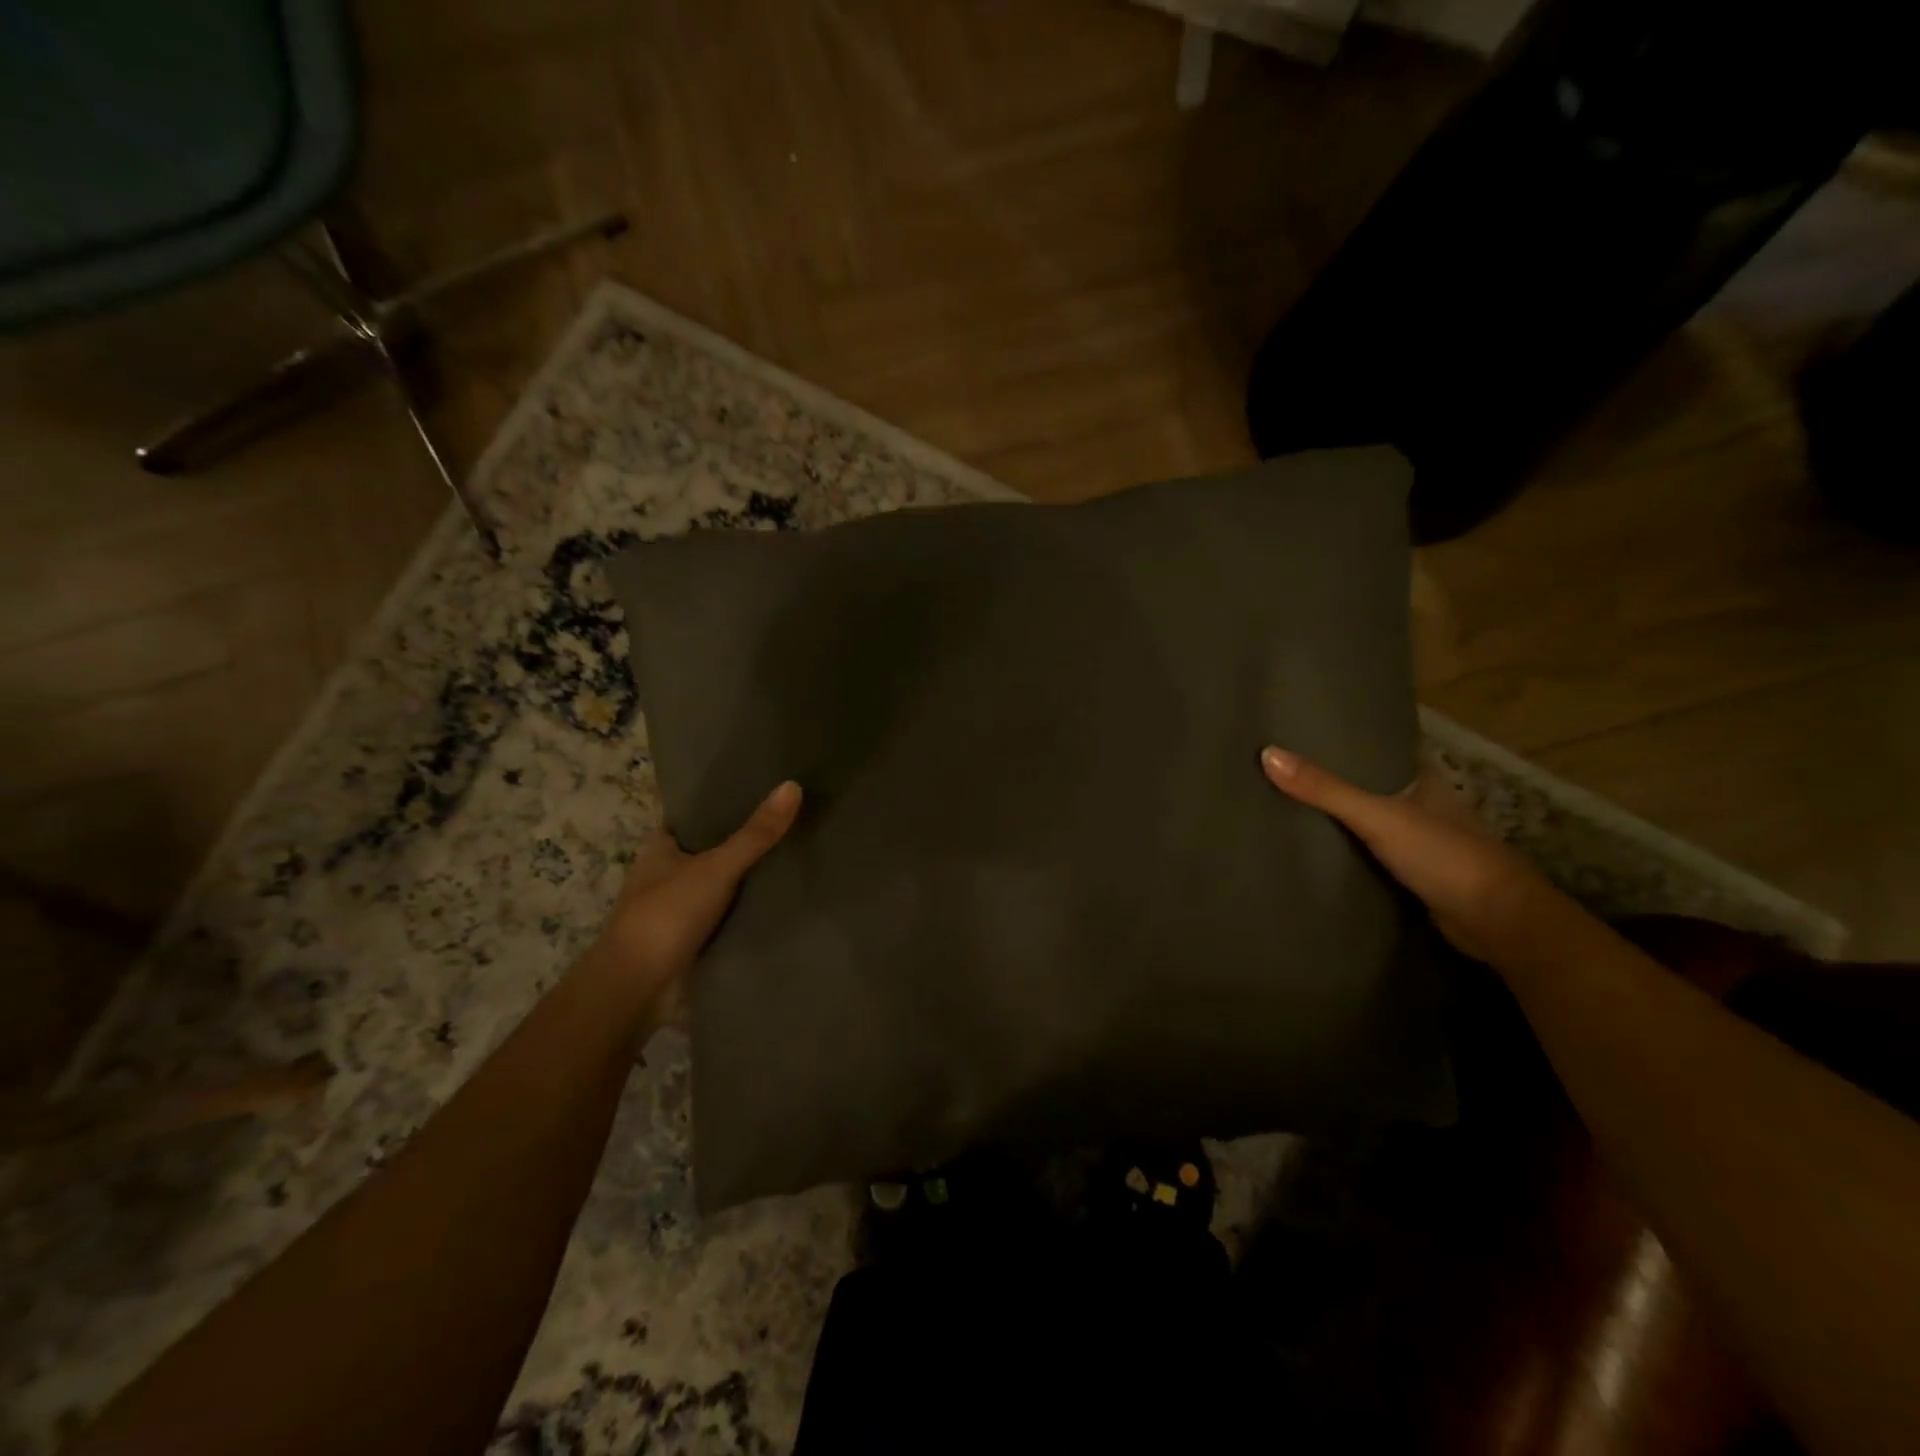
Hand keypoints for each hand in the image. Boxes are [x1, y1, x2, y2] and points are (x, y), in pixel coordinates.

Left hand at [585, 781, 802, 1030]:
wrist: (637, 989)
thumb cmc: (666, 915)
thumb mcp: (716, 867)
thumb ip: (755, 834)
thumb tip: (793, 785)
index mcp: (660, 848)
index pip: (693, 815)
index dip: (722, 803)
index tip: (761, 789)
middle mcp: (666, 874)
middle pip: (711, 848)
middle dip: (743, 840)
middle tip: (791, 820)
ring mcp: (679, 909)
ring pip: (721, 883)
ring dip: (749, 877)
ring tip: (798, 854)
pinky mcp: (693, 939)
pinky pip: (728, 915)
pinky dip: (749, 909)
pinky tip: (783, 900)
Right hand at [1260, 745, 1546, 960]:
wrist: (1497, 922)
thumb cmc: (1444, 855)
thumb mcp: (1378, 816)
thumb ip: (1325, 790)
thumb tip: (1267, 754)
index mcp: (1423, 778)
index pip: (1380, 747)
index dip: (1346, 738)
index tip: (1303, 730)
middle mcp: (1423, 803)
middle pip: (1370, 783)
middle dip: (1333, 778)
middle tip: (1282, 767)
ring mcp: (1420, 839)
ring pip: (1370, 818)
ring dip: (1339, 815)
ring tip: (1286, 802)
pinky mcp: (1413, 873)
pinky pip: (1370, 851)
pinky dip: (1346, 848)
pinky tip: (1314, 847)